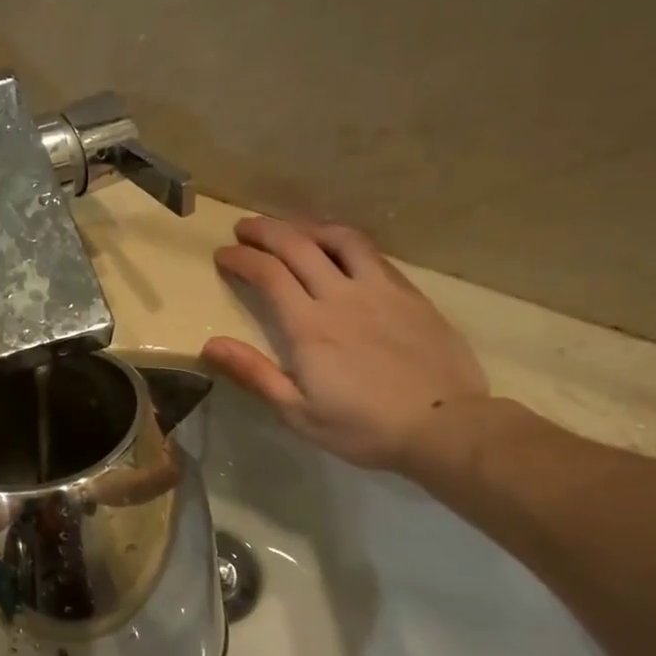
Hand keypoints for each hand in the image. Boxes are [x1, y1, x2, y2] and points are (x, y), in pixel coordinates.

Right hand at [204, 218, 488, 470]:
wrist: (445, 426)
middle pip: (299, 246)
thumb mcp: (298, 412)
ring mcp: (381, 291)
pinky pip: (373, 255)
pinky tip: (341, 252)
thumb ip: (254, 373)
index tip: (223, 255)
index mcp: (309, 326)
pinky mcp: (410, 295)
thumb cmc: (363, 428)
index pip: (268, 274)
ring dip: (308, 227)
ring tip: (292, 230)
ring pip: (341, 240)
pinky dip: (346, 244)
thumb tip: (209, 345)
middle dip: (266, 231)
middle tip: (244, 228)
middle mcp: (342, 296)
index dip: (241, 259)